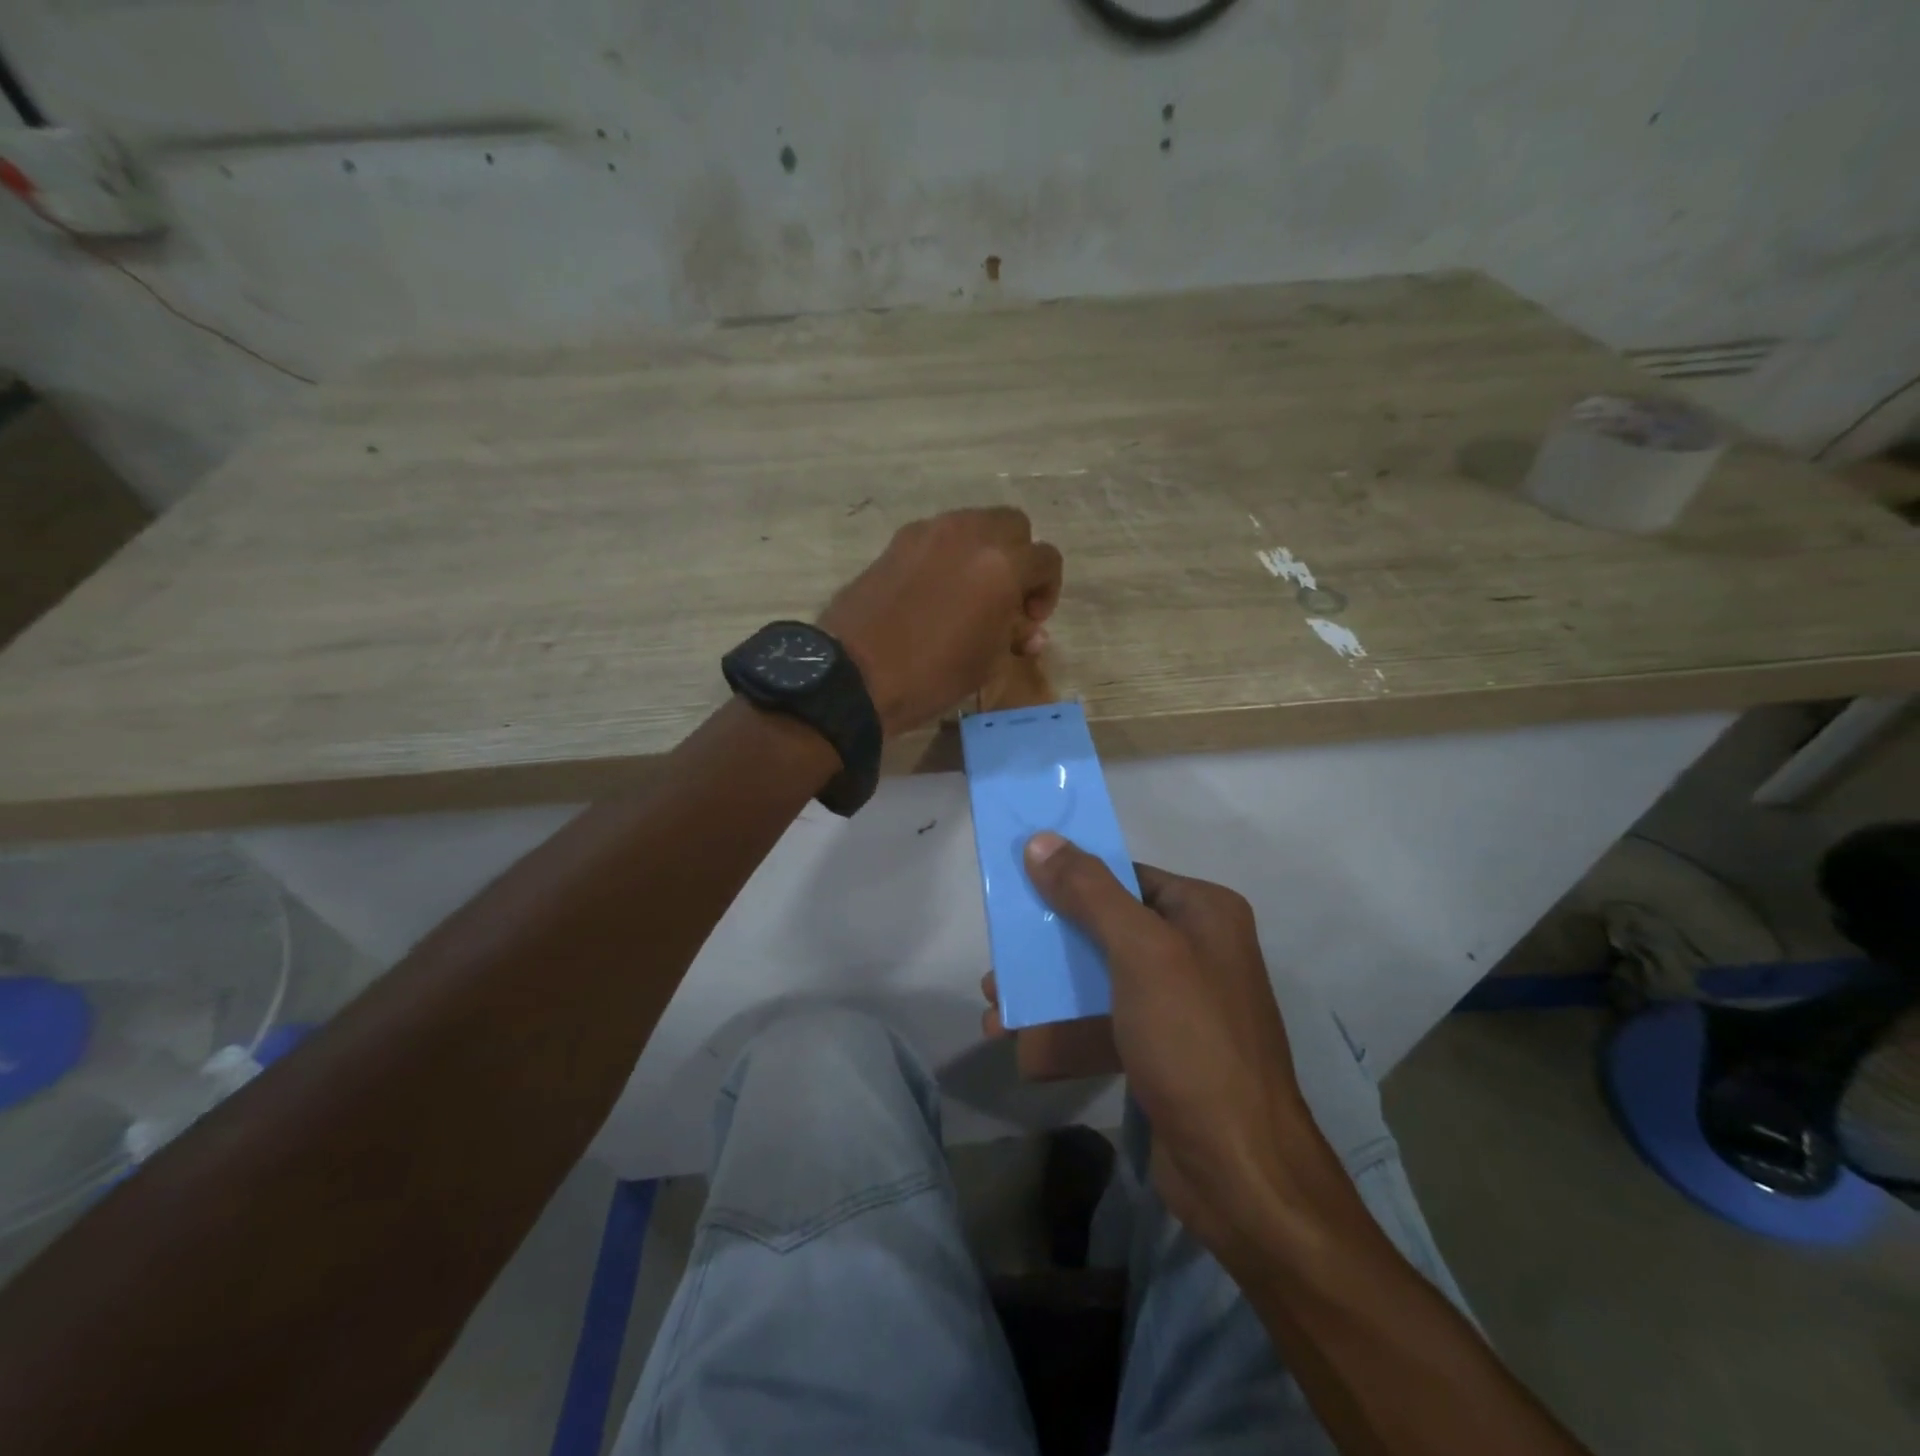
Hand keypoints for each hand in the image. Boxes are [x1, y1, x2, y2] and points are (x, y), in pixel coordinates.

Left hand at [818, 509, 1061, 737]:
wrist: (855, 674)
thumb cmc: (932, 674)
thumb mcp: (987, 663)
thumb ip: (1014, 636)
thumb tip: (1029, 631)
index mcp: (1002, 564)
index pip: (1047, 559)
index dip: (1047, 591)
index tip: (1029, 621)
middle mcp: (970, 534)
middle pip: (1014, 525)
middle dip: (1019, 558)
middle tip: (1006, 598)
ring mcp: (930, 532)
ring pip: (974, 524)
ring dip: (984, 551)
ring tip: (971, 592)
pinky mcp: (898, 541)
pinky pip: (939, 536)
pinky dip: (949, 554)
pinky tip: (936, 591)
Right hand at [987, 835, 1327, 1269]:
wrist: (1240, 1172)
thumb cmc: (1192, 1041)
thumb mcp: (1140, 953)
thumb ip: (1089, 892)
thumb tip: (1041, 840)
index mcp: (1203, 912)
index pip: (1126, 874)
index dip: (1071, 876)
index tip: (1019, 885)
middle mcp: (1195, 948)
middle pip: (1105, 926)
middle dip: (1049, 941)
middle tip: (1000, 953)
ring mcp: (1179, 1003)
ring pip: (1099, 977)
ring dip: (1047, 987)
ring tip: (994, 1002)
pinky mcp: (1161, 1050)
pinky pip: (1104, 1022)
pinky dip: (1064, 1028)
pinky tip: (1019, 1043)